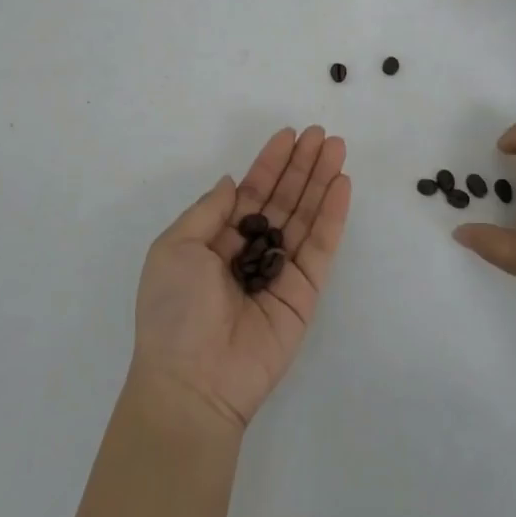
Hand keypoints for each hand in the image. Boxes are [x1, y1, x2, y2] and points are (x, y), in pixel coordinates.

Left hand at [131, 127, 349, 430]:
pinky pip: (320, 246)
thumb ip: (209, 211)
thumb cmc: (174, 311)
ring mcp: (280, 271)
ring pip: (305, 216)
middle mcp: (251, 251)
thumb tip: (232, 182)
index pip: (250, 193)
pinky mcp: (305, 292)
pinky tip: (342, 184)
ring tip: (336, 147)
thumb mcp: (174, 248)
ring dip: (321, 181)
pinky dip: (332, 215)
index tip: (289, 135)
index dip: (269, 163)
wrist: (193, 382)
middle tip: (321, 134)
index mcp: (217, 241)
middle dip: (301, 165)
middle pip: (283, 198)